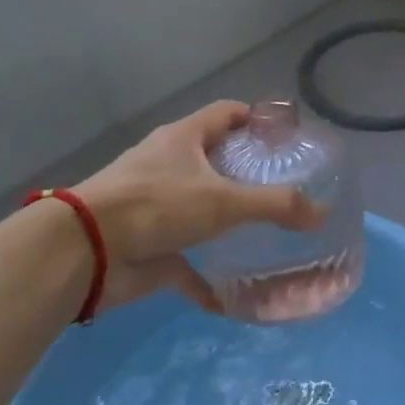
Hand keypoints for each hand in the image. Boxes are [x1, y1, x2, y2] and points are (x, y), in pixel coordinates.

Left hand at [74, 101, 321, 313]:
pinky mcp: (146, 244)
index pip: (228, 113)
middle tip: (285, 185)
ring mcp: (153, 205)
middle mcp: (167, 164)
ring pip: (198, 205)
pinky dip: (207, 275)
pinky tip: (234, 291)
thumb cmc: (156, 206)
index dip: (259, 119)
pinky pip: (185, 259)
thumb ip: (276, 205)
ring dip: (226, 218)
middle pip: (214, 157)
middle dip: (247, 171)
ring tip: (267, 229)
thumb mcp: (225, 201)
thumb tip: (322, 214)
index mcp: (183, 138)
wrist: (82, 253)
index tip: (288, 139)